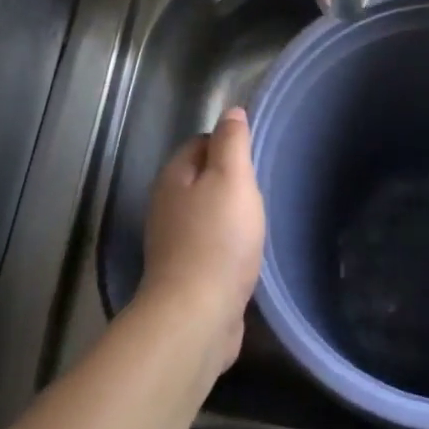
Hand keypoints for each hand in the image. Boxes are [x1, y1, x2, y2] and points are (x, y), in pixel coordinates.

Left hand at [138, 107, 265, 375]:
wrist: (196, 317)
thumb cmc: (218, 239)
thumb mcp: (232, 179)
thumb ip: (232, 142)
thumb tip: (231, 112)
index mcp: (173, 176)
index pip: (201, 142)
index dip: (229, 143)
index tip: (256, 155)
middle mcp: (166, 205)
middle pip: (201, 178)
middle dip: (230, 180)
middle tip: (261, 188)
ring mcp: (172, 242)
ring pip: (205, 213)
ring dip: (229, 214)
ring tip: (258, 220)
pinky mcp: (184, 274)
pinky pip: (209, 245)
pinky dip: (227, 244)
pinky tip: (246, 253)